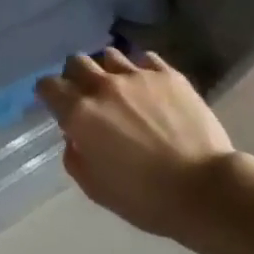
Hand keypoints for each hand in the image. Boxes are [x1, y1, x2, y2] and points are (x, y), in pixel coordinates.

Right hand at [36, 48, 253, 242]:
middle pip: (77, 62)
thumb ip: (75, 157)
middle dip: (75, 76)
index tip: (55, 105)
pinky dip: (140, 70)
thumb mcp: (95, 188)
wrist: (204, 189)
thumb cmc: (145, 198)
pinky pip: (145, 59)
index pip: (48, 86)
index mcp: (80, 114)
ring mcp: (137, 76)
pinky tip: (148, 87)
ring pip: (109, 55)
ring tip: (119, 88)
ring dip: (107, 70)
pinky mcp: (169, 75)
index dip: (48, 94)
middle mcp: (104, 87)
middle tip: (86, 95)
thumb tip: (74, 137)